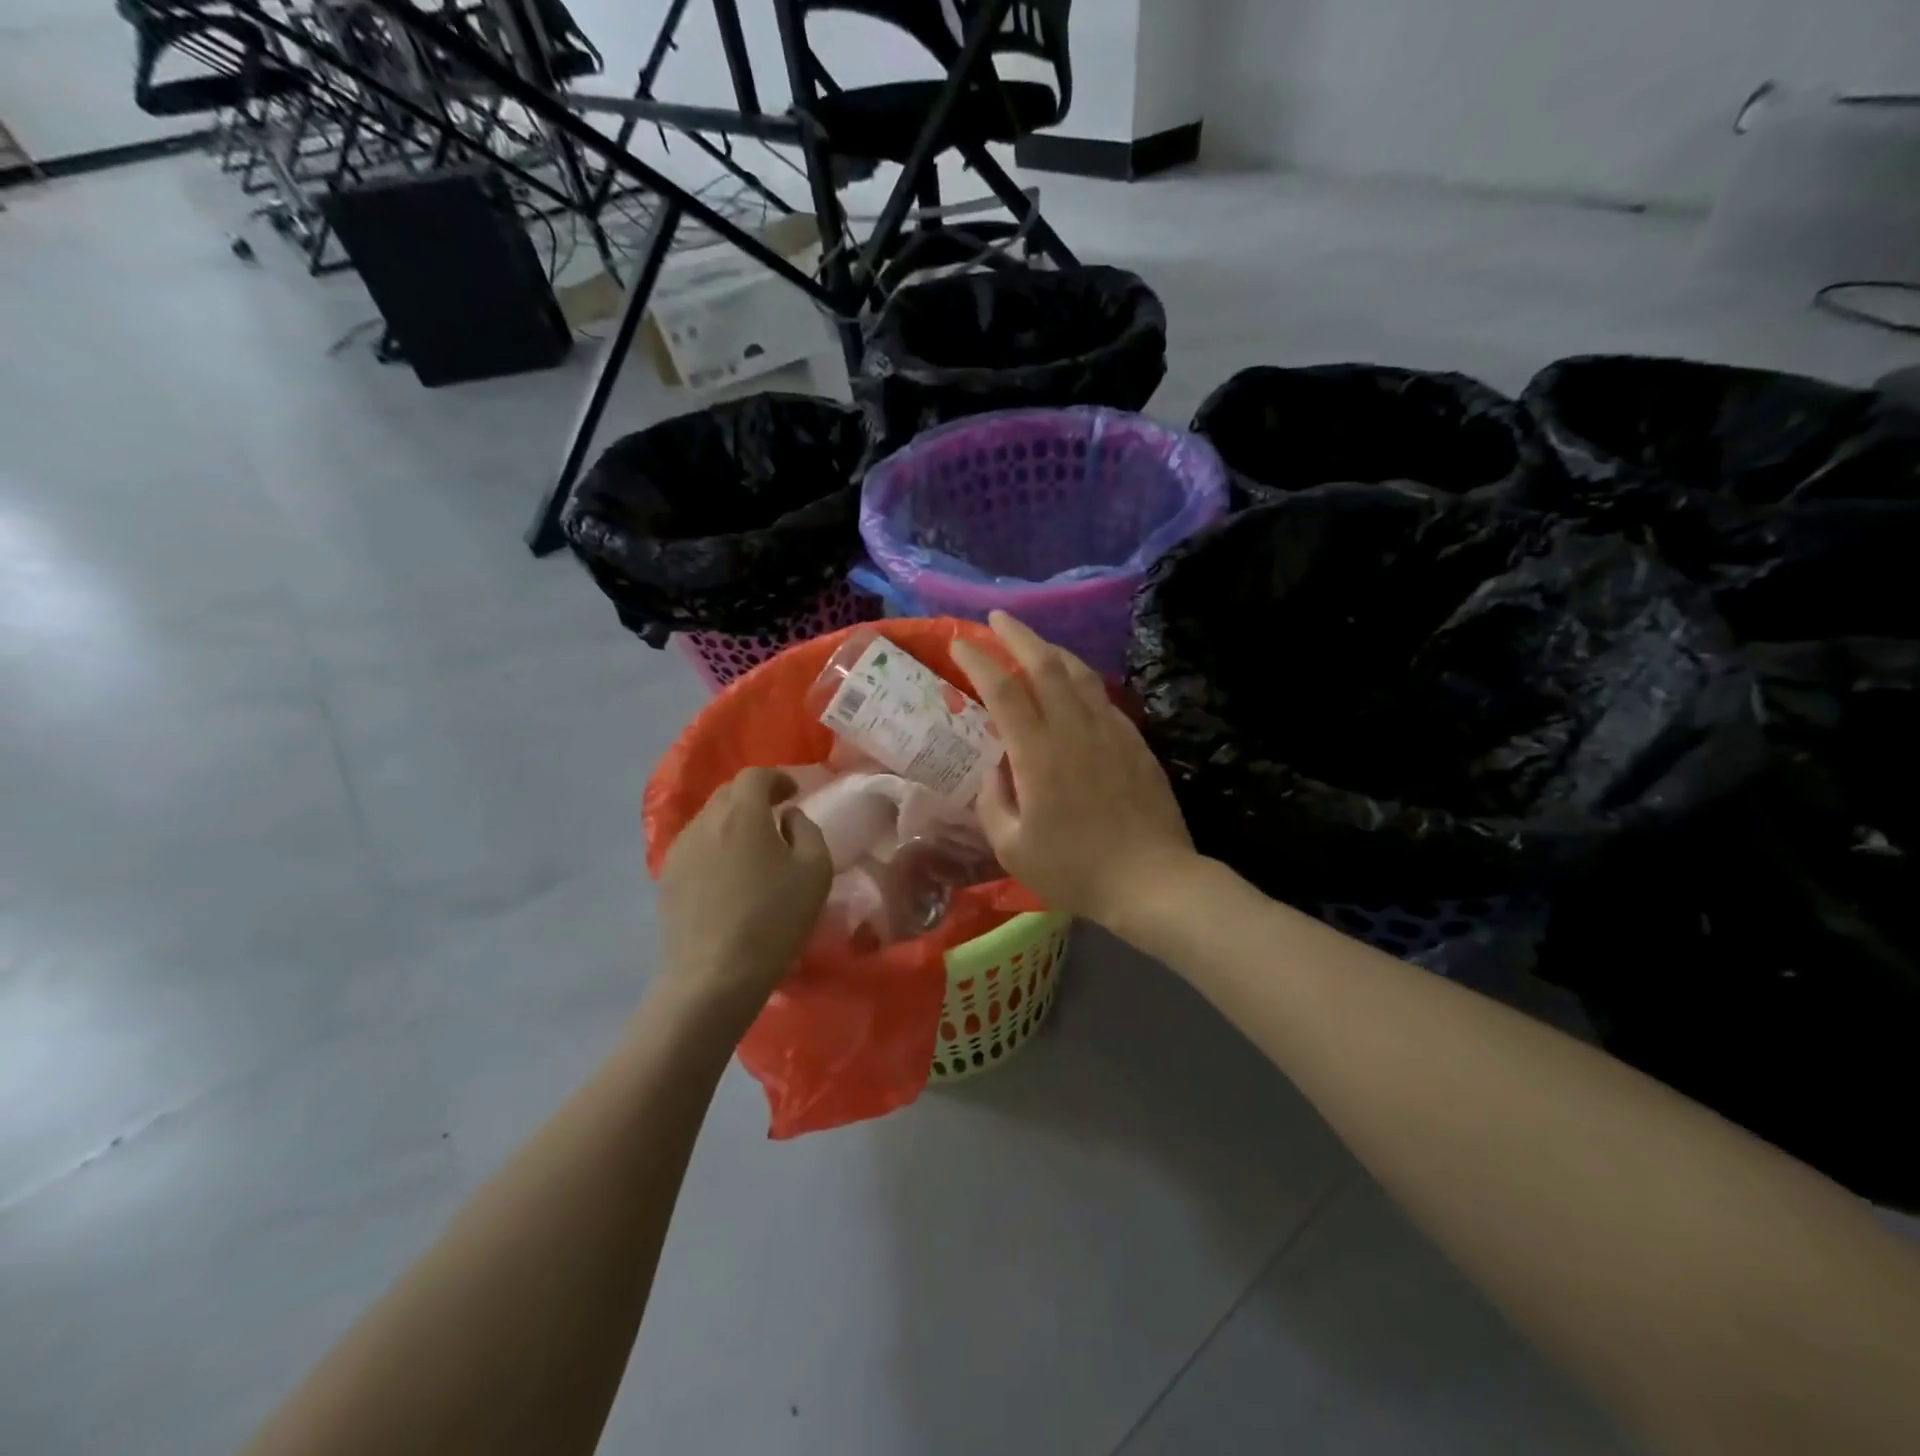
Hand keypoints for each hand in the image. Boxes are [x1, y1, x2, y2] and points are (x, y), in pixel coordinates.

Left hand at [658, 767, 832, 1015]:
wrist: (714, 976)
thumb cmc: (774, 919)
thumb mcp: (815, 871)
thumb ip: (807, 830)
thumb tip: (789, 817)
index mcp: (742, 813)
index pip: (755, 775)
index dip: (777, 778)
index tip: (793, 794)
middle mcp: (704, 821)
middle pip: (728, 794)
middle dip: (754, 798)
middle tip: (776, 817)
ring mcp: (679, 850)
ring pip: (709, 820)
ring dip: (733, 823)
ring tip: (753, 849)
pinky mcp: (666, 878)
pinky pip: (695, 847)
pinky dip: (715, 847)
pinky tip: (729, 876)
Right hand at [951, 612, 1199, 930]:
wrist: (1152, 880)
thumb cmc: (1074, 869)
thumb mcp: (1011, 846)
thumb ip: (991, 799)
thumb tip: (992, 765)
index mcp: (1037, 753)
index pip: (1002, 689)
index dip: (977, 659)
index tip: (958, 642)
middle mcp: (1073, 728)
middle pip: (1044, 663)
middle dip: (1016, 634)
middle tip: (996, 619)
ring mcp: (1109, 730)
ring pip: (1078, 672)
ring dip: (1051, 648)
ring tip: (1032, 643)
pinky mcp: (1133, 739)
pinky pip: (1101, 694)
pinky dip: (1079, 678)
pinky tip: (1073, 684)